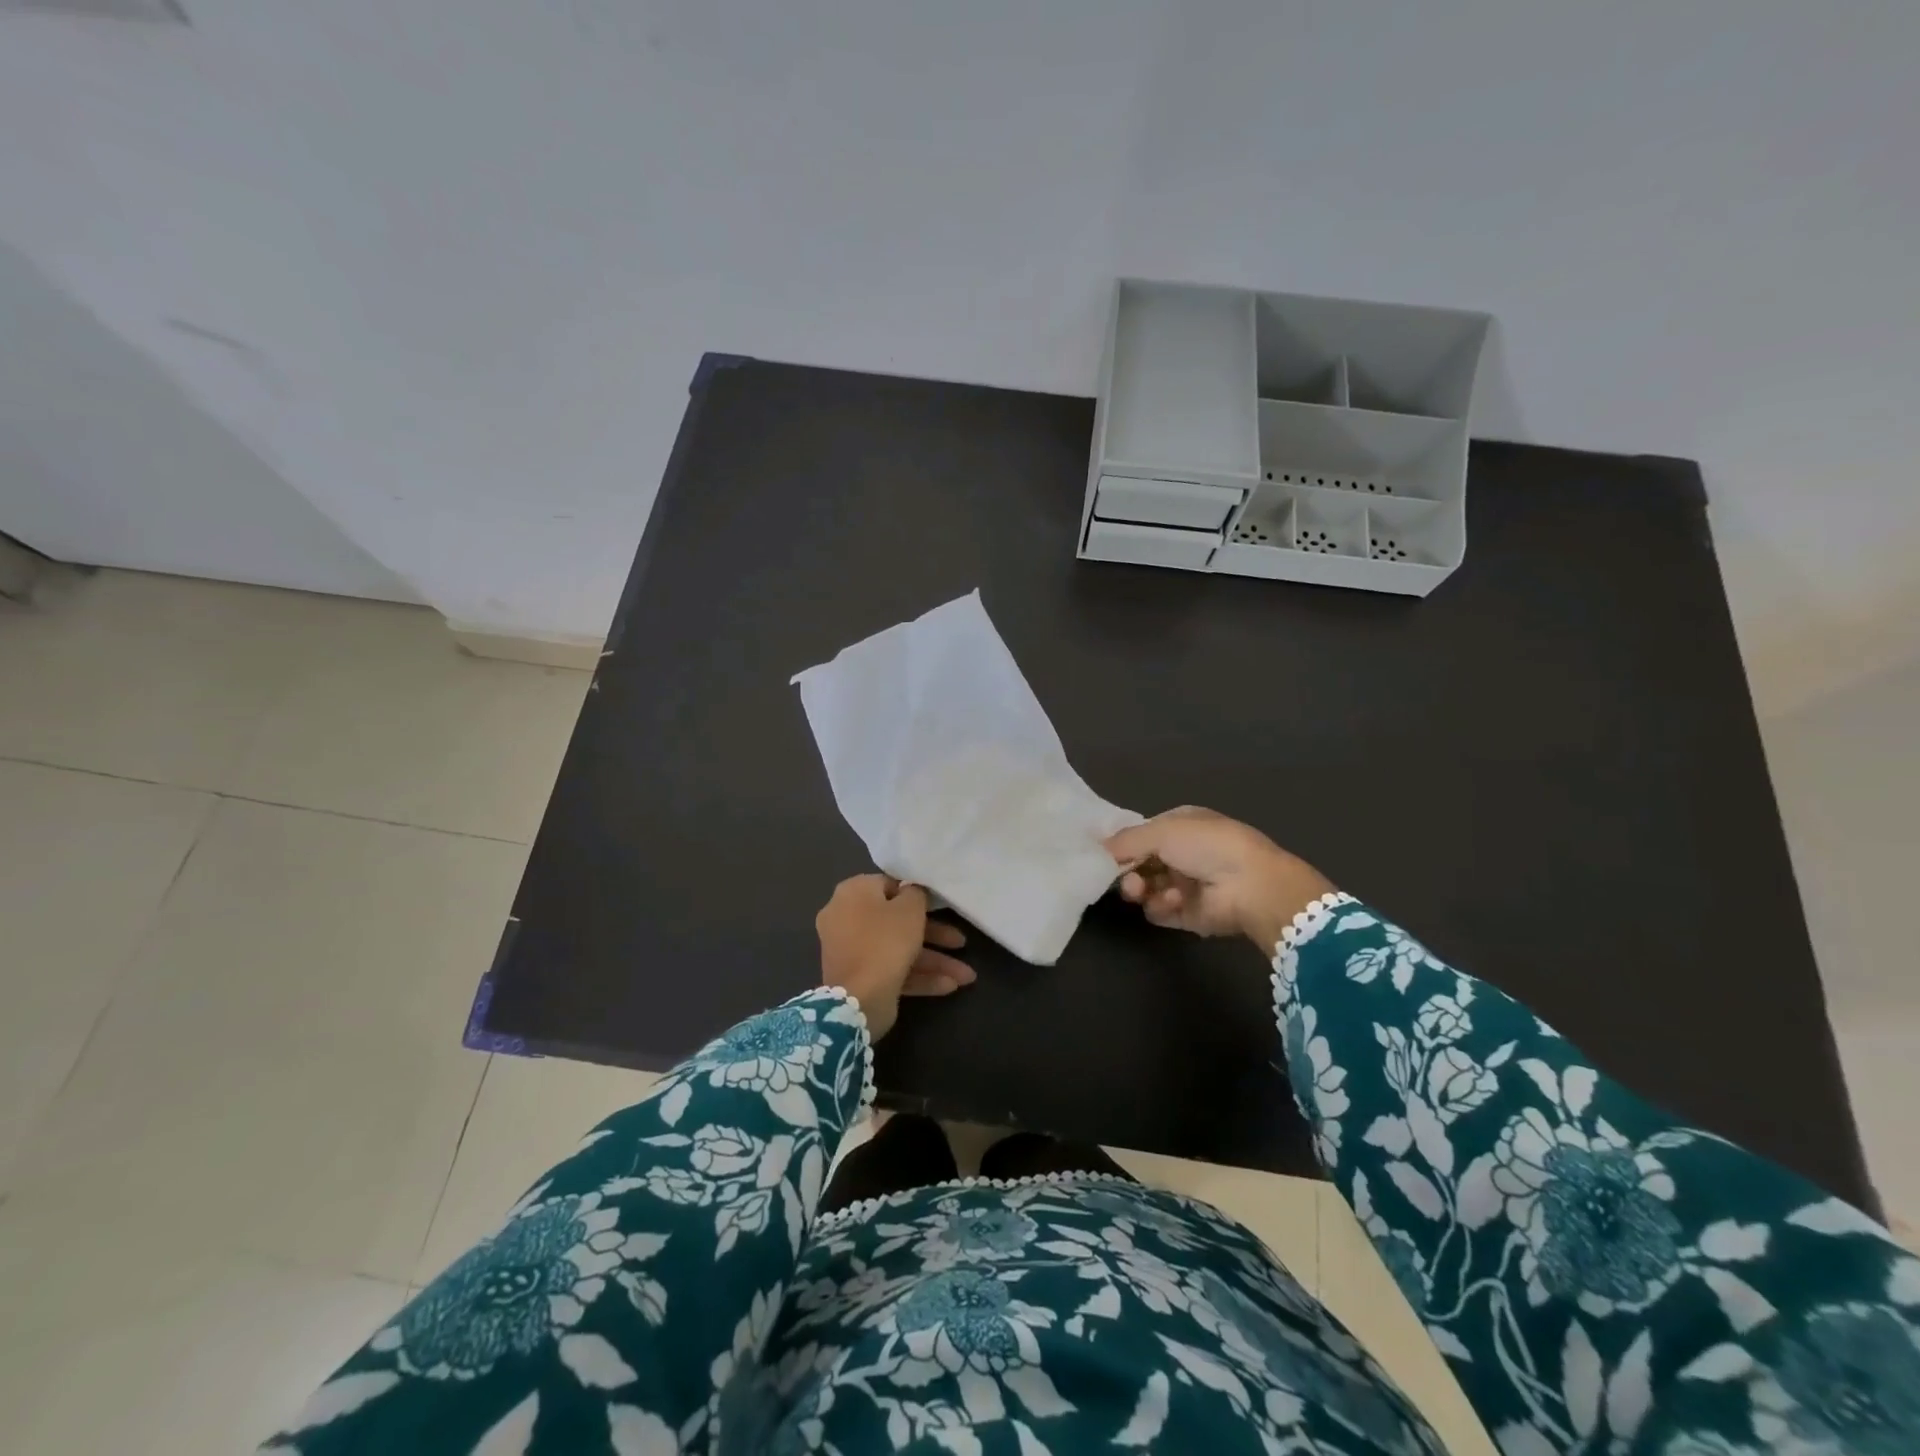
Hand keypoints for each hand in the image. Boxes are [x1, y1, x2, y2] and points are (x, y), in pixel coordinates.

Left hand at [817, 875, 974, 1039]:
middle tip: (961, 943)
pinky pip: (891, 969)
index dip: (916, 894)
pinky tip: (950, 986)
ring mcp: (852, 951)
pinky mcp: (860, 978)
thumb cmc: (885, 940)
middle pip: (897, 921)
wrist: (857, 1000)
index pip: (889, 885)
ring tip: (967, 976)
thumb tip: (912, 891)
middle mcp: (847, 918)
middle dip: (935, 935)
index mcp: (853, 893)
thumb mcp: (910, 909)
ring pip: (898, 949)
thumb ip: (916, 893)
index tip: (940, 905)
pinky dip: (919, 976)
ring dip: (934, 961)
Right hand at [1104, 807, 1335, 950]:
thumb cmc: (1208, 846)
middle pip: (1140, 863)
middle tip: (1125, 877)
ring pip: (1145, 889)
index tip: (1102, 854)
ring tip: (1141, 890)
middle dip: (1128, 870)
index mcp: (1182, 825)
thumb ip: (1126, 840)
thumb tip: (1098, 849)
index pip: (1142, 834)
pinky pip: (1159, 911)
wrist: (1251, 886)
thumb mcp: (1162, 831)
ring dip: (1141, 889)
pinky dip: (1161, 907)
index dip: (1122, 844)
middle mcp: (1183, 853)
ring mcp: (1186, 885)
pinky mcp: (1188, 915)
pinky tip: (1174, 902)